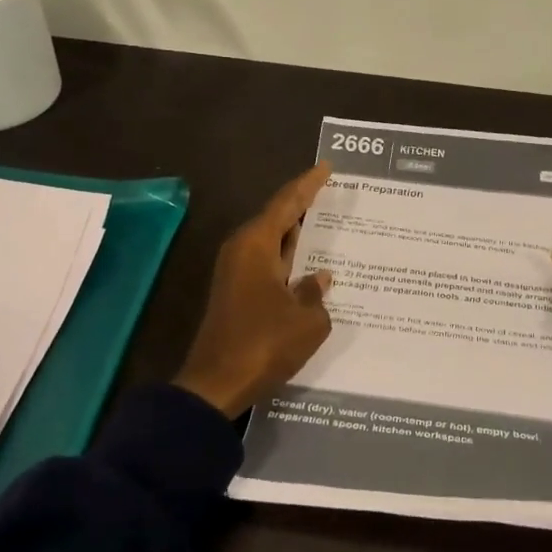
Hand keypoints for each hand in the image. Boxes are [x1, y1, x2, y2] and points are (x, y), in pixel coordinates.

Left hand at [174, 164, 334, 416]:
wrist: (217, 383)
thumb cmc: (264, 344)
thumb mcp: (307, 320)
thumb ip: (316, 294)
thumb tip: (318, 279)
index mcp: (255, 244)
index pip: (287, 203)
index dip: (308, 184)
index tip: (327, 168)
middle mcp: (242, 251)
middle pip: (277, 219)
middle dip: (305, 207)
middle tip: (334, 195)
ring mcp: (236, 274)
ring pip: (273, 244)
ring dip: (298, 237)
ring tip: (330, 226)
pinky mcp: (237, 295)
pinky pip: (269, 265)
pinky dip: (290, 261)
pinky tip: (311, 268)